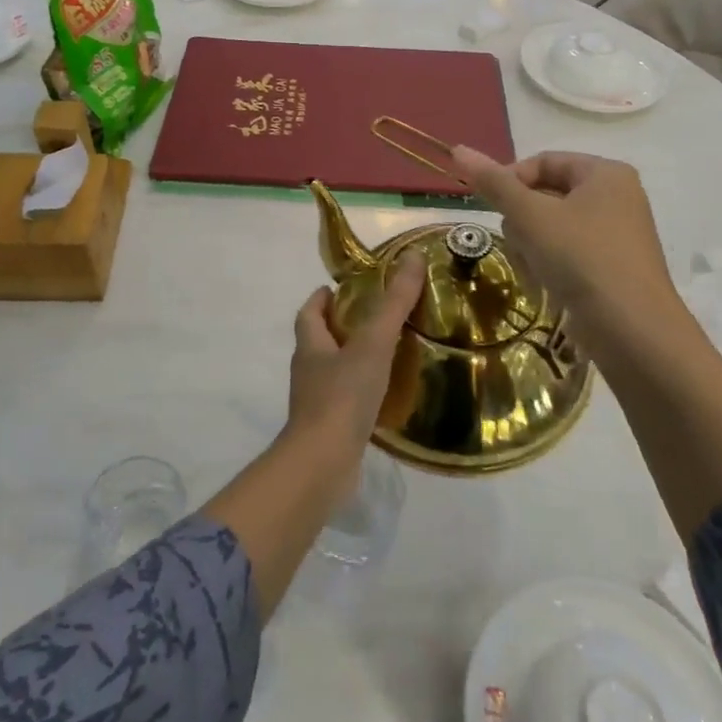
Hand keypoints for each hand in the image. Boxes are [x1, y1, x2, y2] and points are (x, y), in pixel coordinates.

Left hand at [284, 251, 425, 499]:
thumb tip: (413, 257)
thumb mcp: (372, 344)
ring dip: (351, 359)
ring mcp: (316, 402)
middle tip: (373, 318)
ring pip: (332, 371)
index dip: (321, 298)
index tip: (338, 288)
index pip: (309, 313)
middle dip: (340, 327)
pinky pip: (344, 400)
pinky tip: (384, 394)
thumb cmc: (342, 397)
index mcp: (311, 346)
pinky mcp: (328, 429)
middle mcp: (308, 371)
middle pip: (319, 340)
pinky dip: (360, 391)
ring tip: (385, 353)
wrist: (322, 464)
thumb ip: (393, 304)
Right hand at [451, 148, 684, 353]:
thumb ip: (494, 183)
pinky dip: (550, 263)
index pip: (543, 161)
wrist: (631, 328)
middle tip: (518, 241)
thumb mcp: (530, 216)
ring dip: (532, 244)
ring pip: (553, 226)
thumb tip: (459, 149)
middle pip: (547, 194)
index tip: (489, 206)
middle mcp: (616, 197)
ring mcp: (616, 234)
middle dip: (523, 219)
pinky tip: (545, 282)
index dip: (510, 180)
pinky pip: (568, 252)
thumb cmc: (581, 258)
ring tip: (533, 266)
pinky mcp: (612, 266)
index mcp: (605, 173)